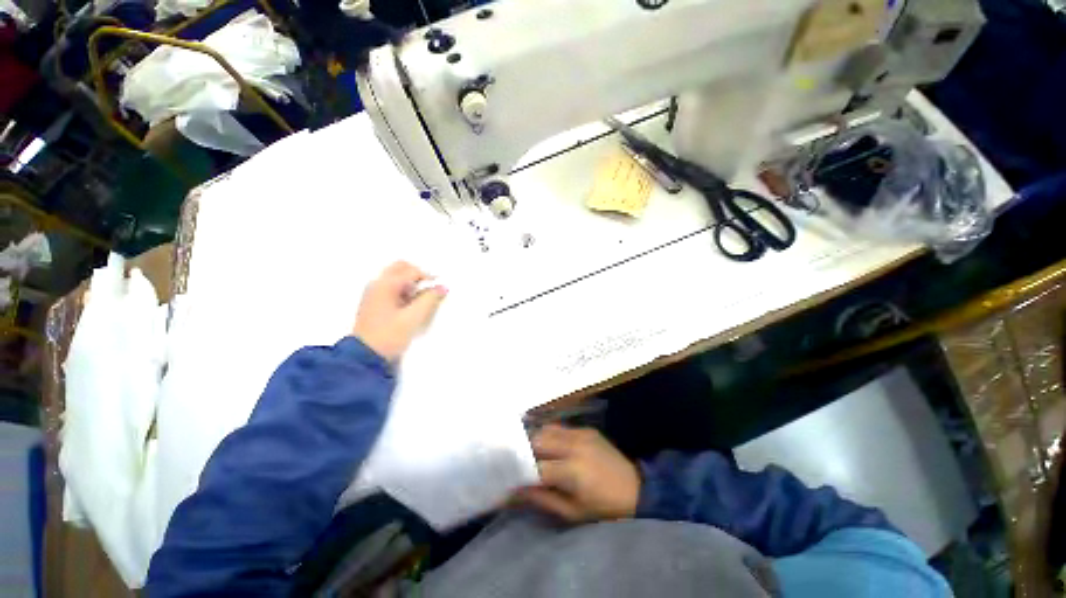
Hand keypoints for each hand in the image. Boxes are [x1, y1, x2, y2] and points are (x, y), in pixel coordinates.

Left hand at [352, 261, 446, 361]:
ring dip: (411, 283)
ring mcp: (373, 293)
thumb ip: (430, 299)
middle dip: (418, 275)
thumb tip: (442, 287)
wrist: (364, 357)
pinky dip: (404, 290)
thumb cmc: (390, 335)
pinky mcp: (374, 303)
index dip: (429, 277)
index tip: (440, 289)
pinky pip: (392, 288)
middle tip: (431, 289)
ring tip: (422, 299)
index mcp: (385, 285)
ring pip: (396, 277)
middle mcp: (377, 284)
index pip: (412, 271)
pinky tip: (411, 305)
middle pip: (401, 268)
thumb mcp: (413, 318)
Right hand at [513, 425, 640, 522]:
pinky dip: (550, 434)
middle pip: (537, 440)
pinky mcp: (587, 429)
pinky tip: (548, 444)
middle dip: (522, 450)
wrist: (636, 489)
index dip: (517, 471)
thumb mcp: (571, 512)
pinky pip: (561, 427)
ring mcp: (581, 433)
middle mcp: (573, 445)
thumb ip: (541, 498)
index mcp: (571, 470)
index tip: (504, 476)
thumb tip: (514, 491)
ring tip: (528, 452)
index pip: (534, 466)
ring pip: (547, 429)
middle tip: (514, 461)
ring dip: (535, 439)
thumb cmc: (603, 508)